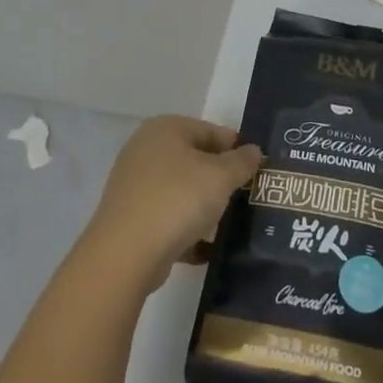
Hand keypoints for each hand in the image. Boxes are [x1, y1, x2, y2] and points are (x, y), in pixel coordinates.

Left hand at [80, 116, 261, 294]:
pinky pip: (167, 216)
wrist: (126, 254)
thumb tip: (253, 151)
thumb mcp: (220, 177)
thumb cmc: (177, 200)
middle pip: (194, 159)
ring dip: (204, 205)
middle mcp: (145, 149)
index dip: (236, 147)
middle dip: (219, 178)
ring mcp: (134, 184)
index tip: (256, 169)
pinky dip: (186, 228)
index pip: (210, 130)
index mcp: (165, 129)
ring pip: (181, 189)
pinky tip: (206, 247)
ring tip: (229, 222)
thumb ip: (241, 162)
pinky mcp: (130, 217)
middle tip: (244, 195)